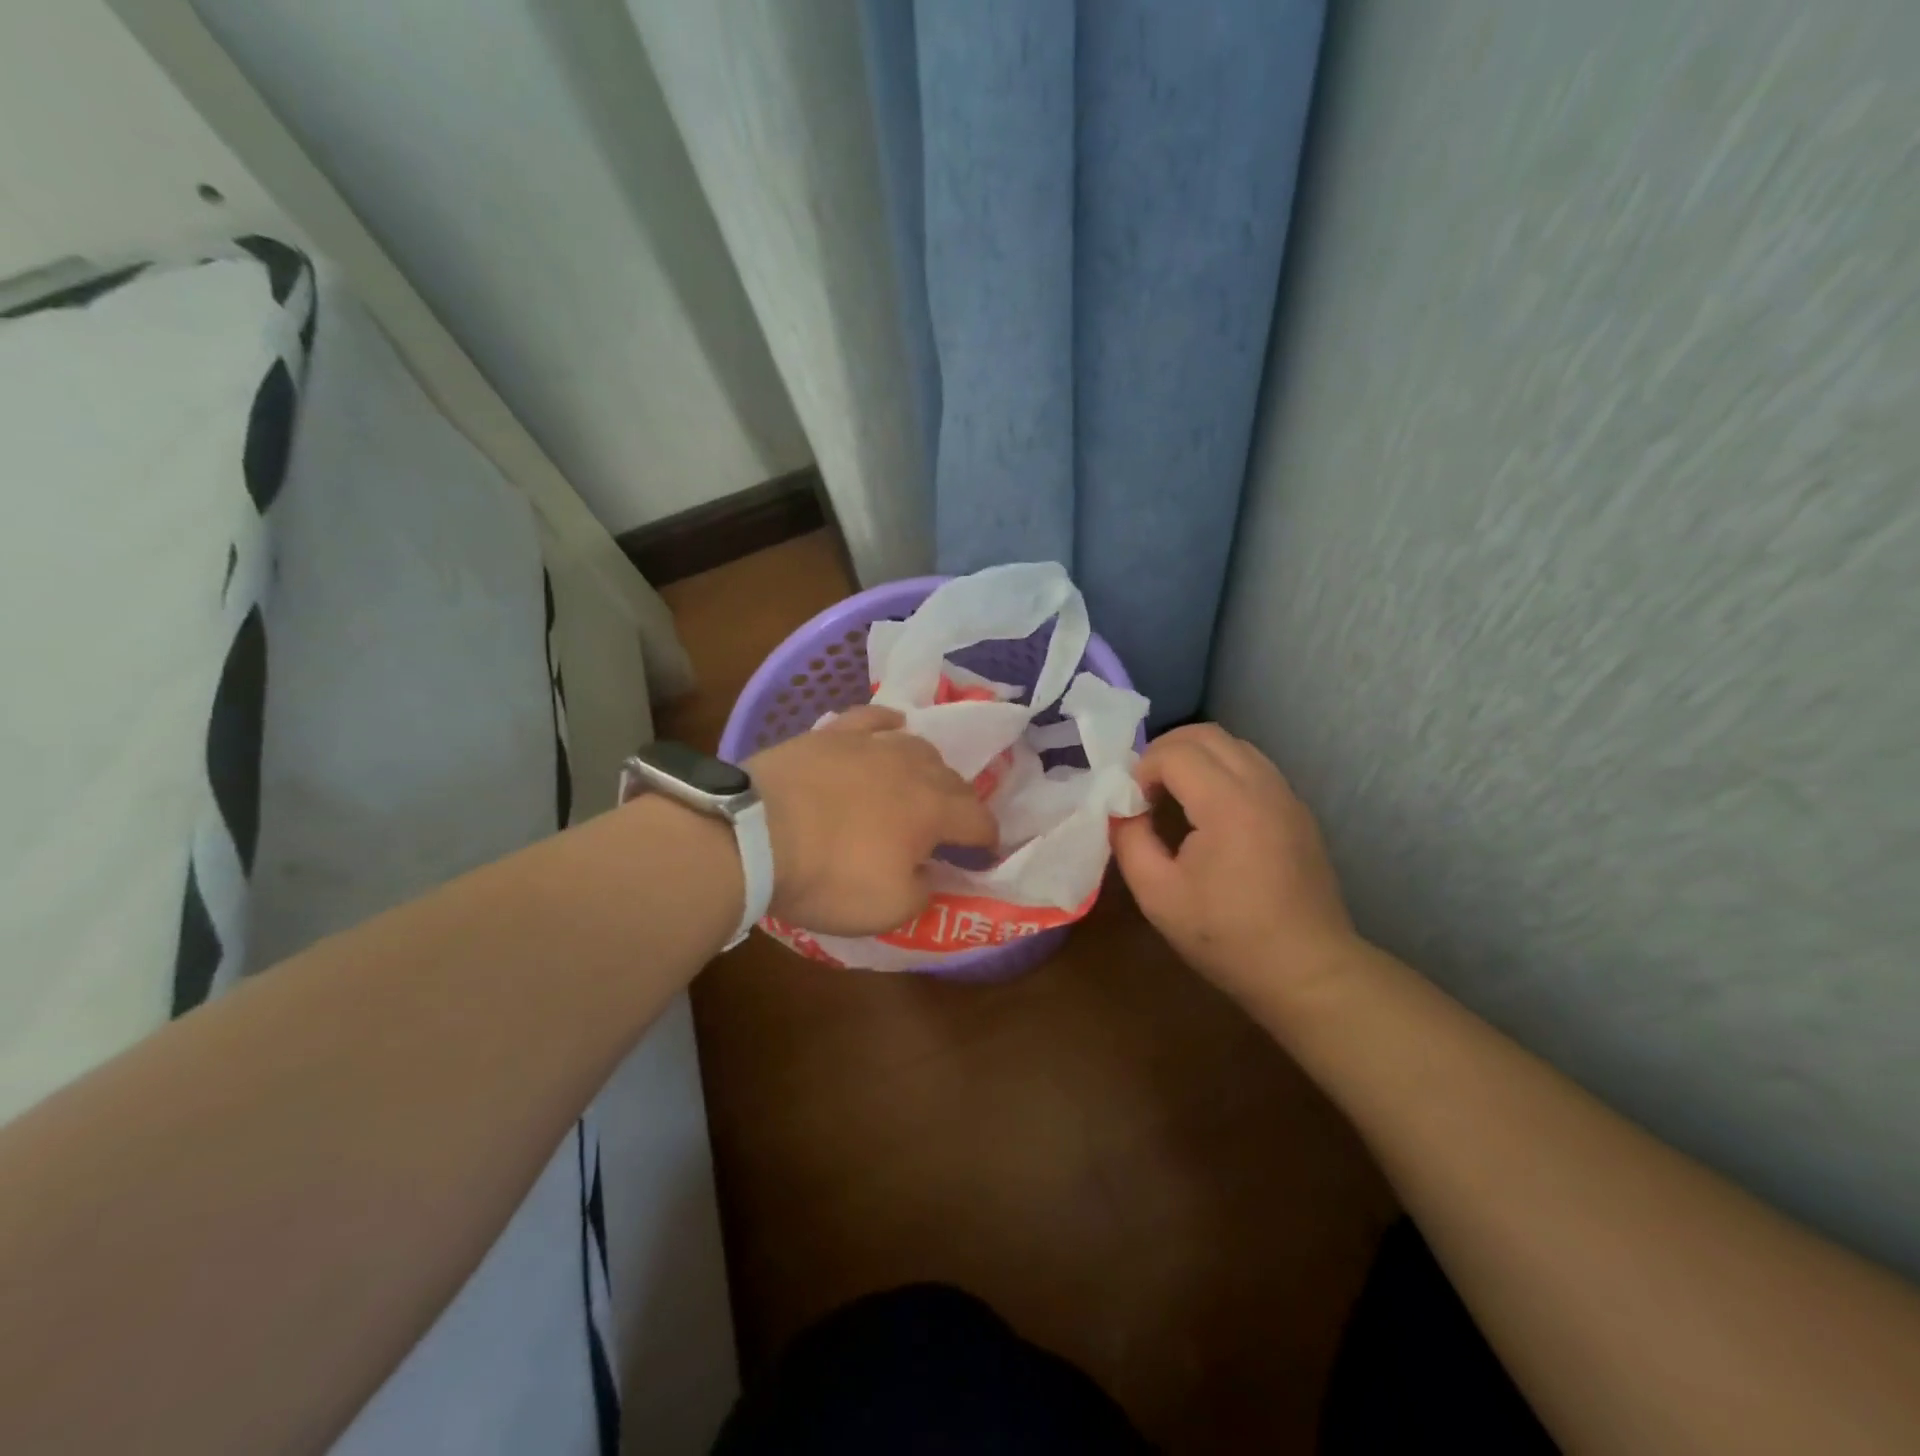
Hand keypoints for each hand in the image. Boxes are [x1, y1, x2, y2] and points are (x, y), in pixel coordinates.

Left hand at [747, 706, 995, 937]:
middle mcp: (912, 767)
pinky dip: (889, 724)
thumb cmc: (827, 876)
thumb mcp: (888, 908)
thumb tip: (930, 872)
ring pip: (918, 745)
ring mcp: (871, 744)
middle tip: (950, 826)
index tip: (983, 855)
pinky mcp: (833, 733)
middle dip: (960, 804)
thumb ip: (923, 891)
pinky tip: (891, 727)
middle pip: (953, 779)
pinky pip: (873, 717)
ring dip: (929, 767)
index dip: (987, 840)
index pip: (978, 820)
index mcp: (933, 810)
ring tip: (920, 782)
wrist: (755, 835)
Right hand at [1111, 723, 1355, 1000]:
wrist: (1306, 969)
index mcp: (1228, 804)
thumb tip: (1122, 810)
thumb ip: (1130, 840)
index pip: (1175, 752)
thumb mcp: (1157, 895)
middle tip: (1145, 789)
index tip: (1132, 805)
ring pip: (1233, 745)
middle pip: (1206, 734)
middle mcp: (1261, 785)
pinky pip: (1253, 765)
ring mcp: (1286, 795)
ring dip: (1195, 757)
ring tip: (1174, 796)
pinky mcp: (1297, 810)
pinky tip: (1209, 811)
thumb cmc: (1226, 936)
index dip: (1142, 769)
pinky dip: (1221, 770)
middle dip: (1165, 751)